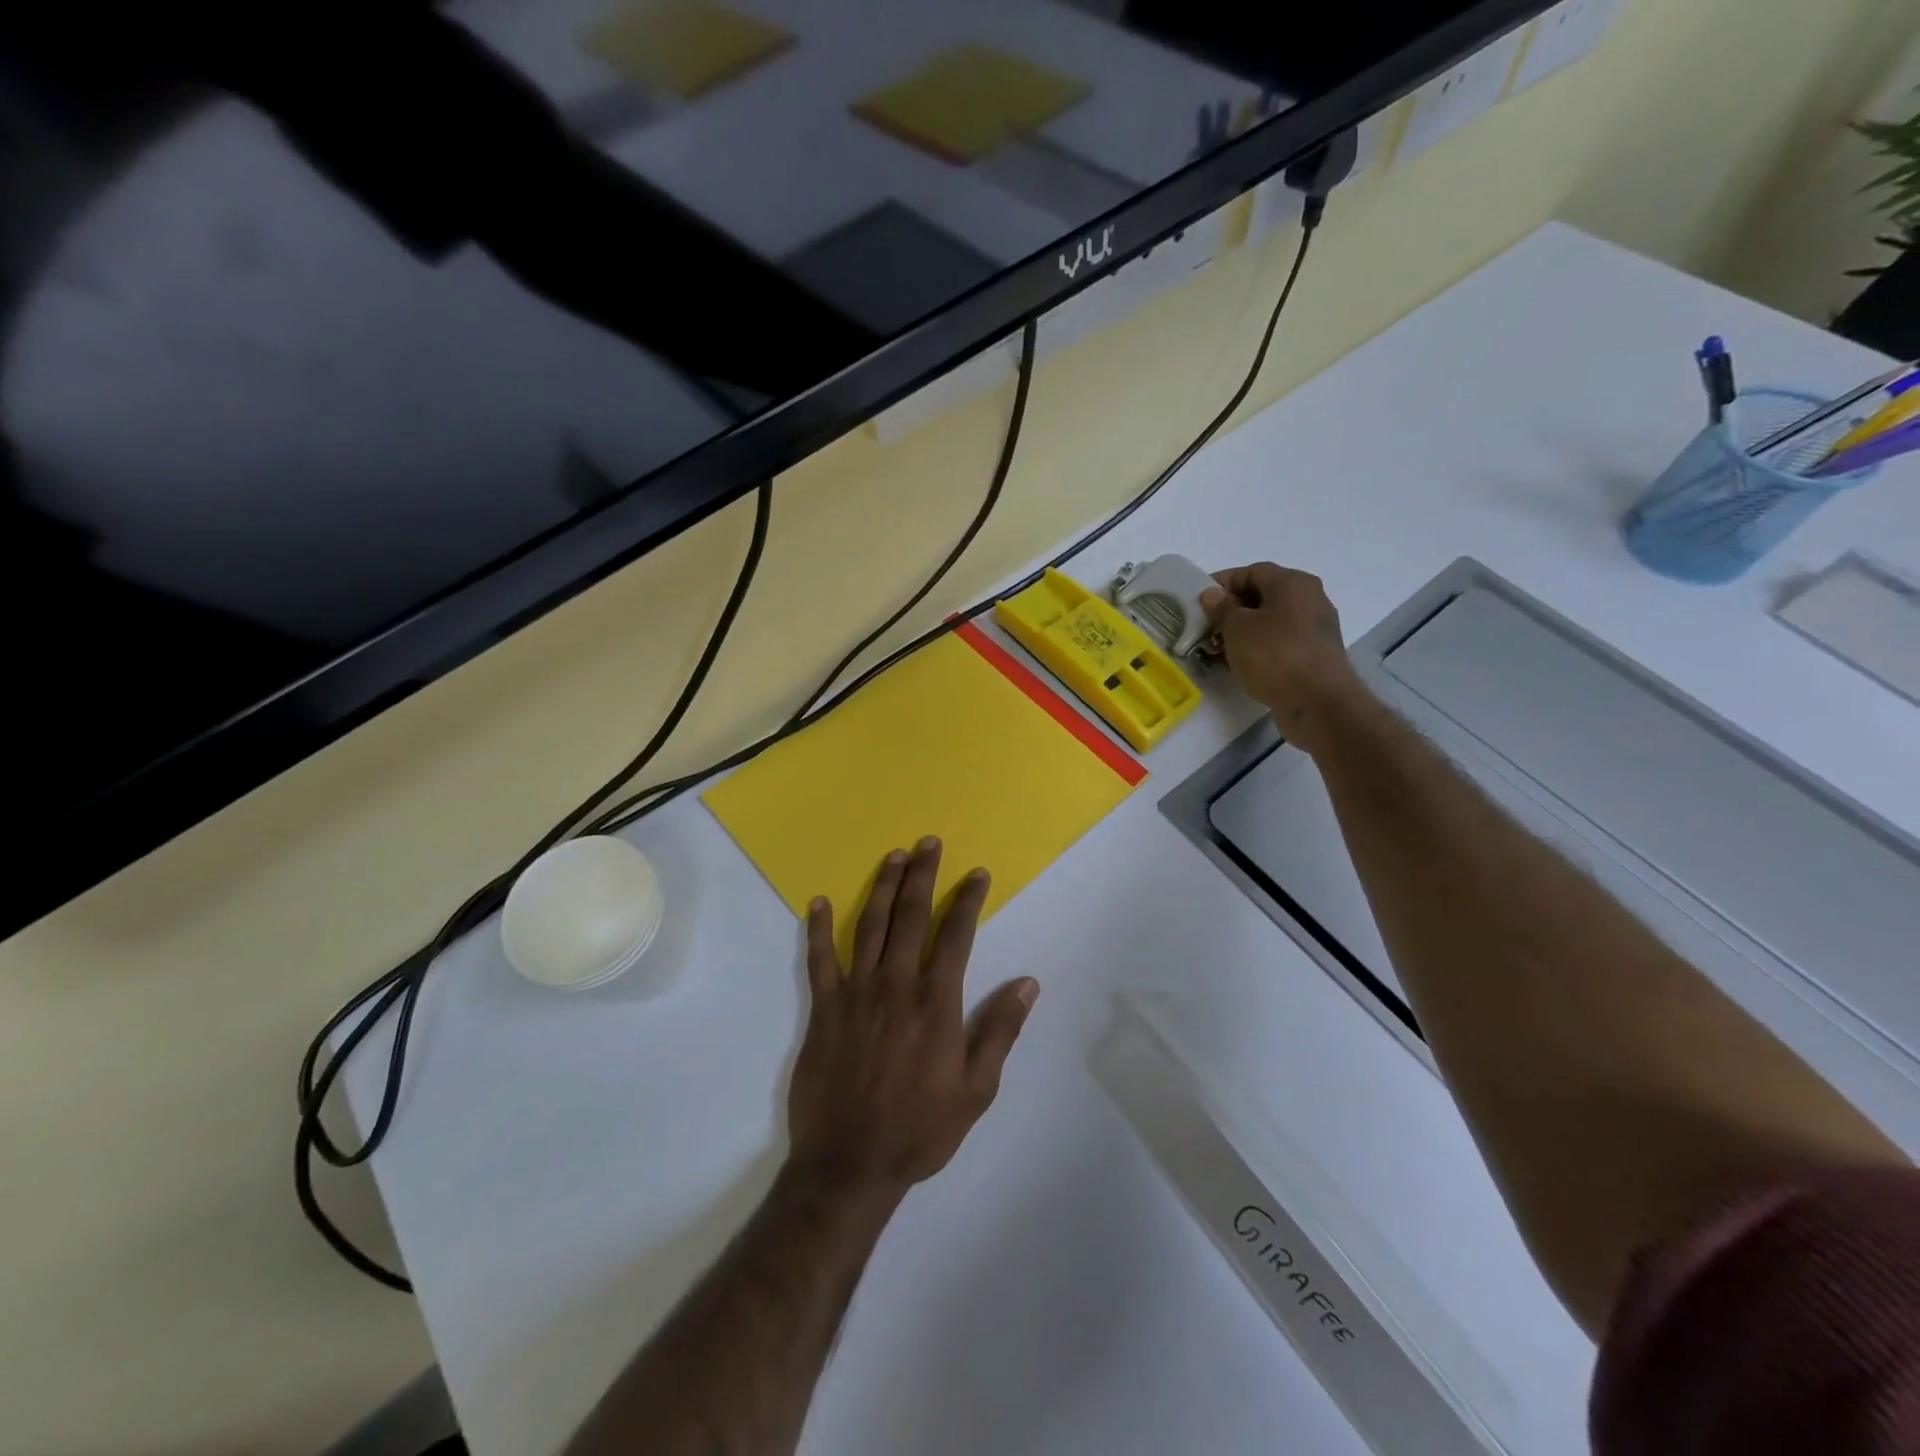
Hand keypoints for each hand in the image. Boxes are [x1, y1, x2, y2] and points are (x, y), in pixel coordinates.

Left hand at [788, 838, 1038, 1198]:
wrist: (850, 1163)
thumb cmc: (920, 1128)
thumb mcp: (976, 1089)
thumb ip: (1000, 1031)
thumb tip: (1026, 983)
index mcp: (936, 1001)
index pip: (956, 934)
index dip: (967, 900)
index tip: (977, 874)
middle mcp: (896, 984)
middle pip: (911, 916)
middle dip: (922, 875)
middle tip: (928, 843)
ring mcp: (856, 992)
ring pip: (869, 926)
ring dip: (882, 887)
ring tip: (893, 856)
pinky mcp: (824, 1008)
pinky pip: (819, 959)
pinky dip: (818, 928)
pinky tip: (818, 902)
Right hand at [1201, 563, 1366, 751]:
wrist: (1317, 702)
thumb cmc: (1275, 656)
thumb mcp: (1238, 628)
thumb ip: (1221, 608)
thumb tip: (1212, 594)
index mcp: (1293, 583)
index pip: (1251, 571)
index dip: (1222, 583)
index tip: (1199, 601)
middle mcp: (1309, 599)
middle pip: (1262, 596)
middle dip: (1230, 610)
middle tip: (1205, 627)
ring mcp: (1314, 628)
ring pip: (1269, 622)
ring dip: (1242, 632)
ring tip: (1216, 649)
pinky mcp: (1313, 655)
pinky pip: (1278, 643)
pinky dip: (1257, 649)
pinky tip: (1237, 664)